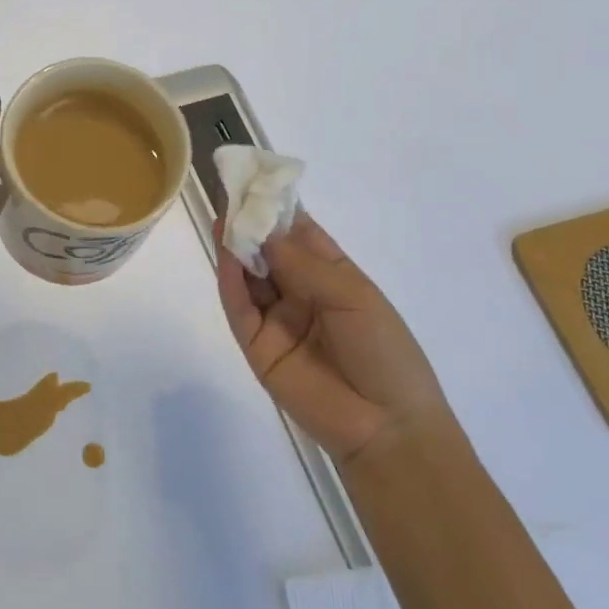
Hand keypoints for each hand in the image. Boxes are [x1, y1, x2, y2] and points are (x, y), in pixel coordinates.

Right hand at [216, 210, 453, 467]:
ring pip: (249, 276)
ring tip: (223, 219)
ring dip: (236, 249)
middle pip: (269, 252)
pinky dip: (229, 281)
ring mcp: (276, 319)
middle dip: (252, 225)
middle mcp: (301, 293)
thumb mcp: (353, 298)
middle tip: (230, 195)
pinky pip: (239, 307)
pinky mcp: (256, 345)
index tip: (257, 182)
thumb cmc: (385, 353)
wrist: (386, 427)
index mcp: (333, 278)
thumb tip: (262, 230)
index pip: (300, 235)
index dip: (279, 209)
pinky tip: (225, 256)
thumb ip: (304, 264)